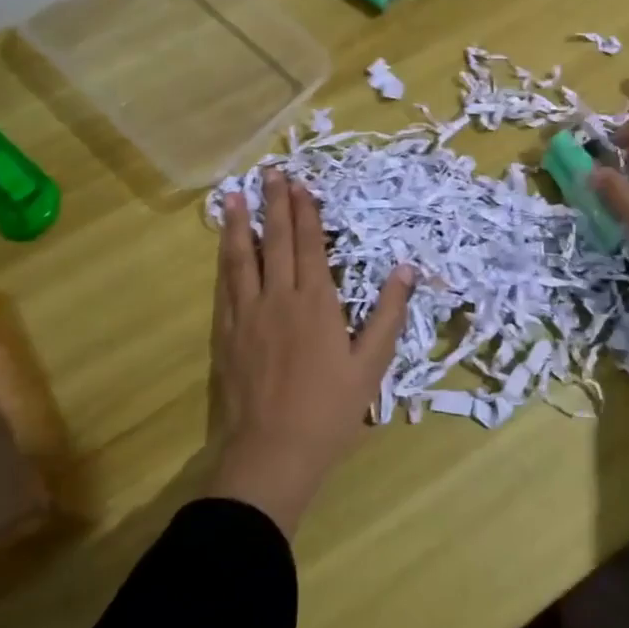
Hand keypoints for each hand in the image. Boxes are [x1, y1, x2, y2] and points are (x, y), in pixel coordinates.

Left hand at [206, 170, 414, 535]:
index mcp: (316, 303)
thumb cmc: (329, 410)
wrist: (271, 454)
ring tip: (233, 196)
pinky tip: (222, 248)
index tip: (299, 184)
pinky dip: (223, 260)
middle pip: (274, 242)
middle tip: (270, 173)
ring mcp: (246, 315)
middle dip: (274, 205)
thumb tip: (406, 269)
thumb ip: (388, 314)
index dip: (304, 212)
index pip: (309, 245)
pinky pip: (224, 287)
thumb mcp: (371, 365)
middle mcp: (278, 298)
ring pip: (241, 258)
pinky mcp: (224, 335)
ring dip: (238, 225)